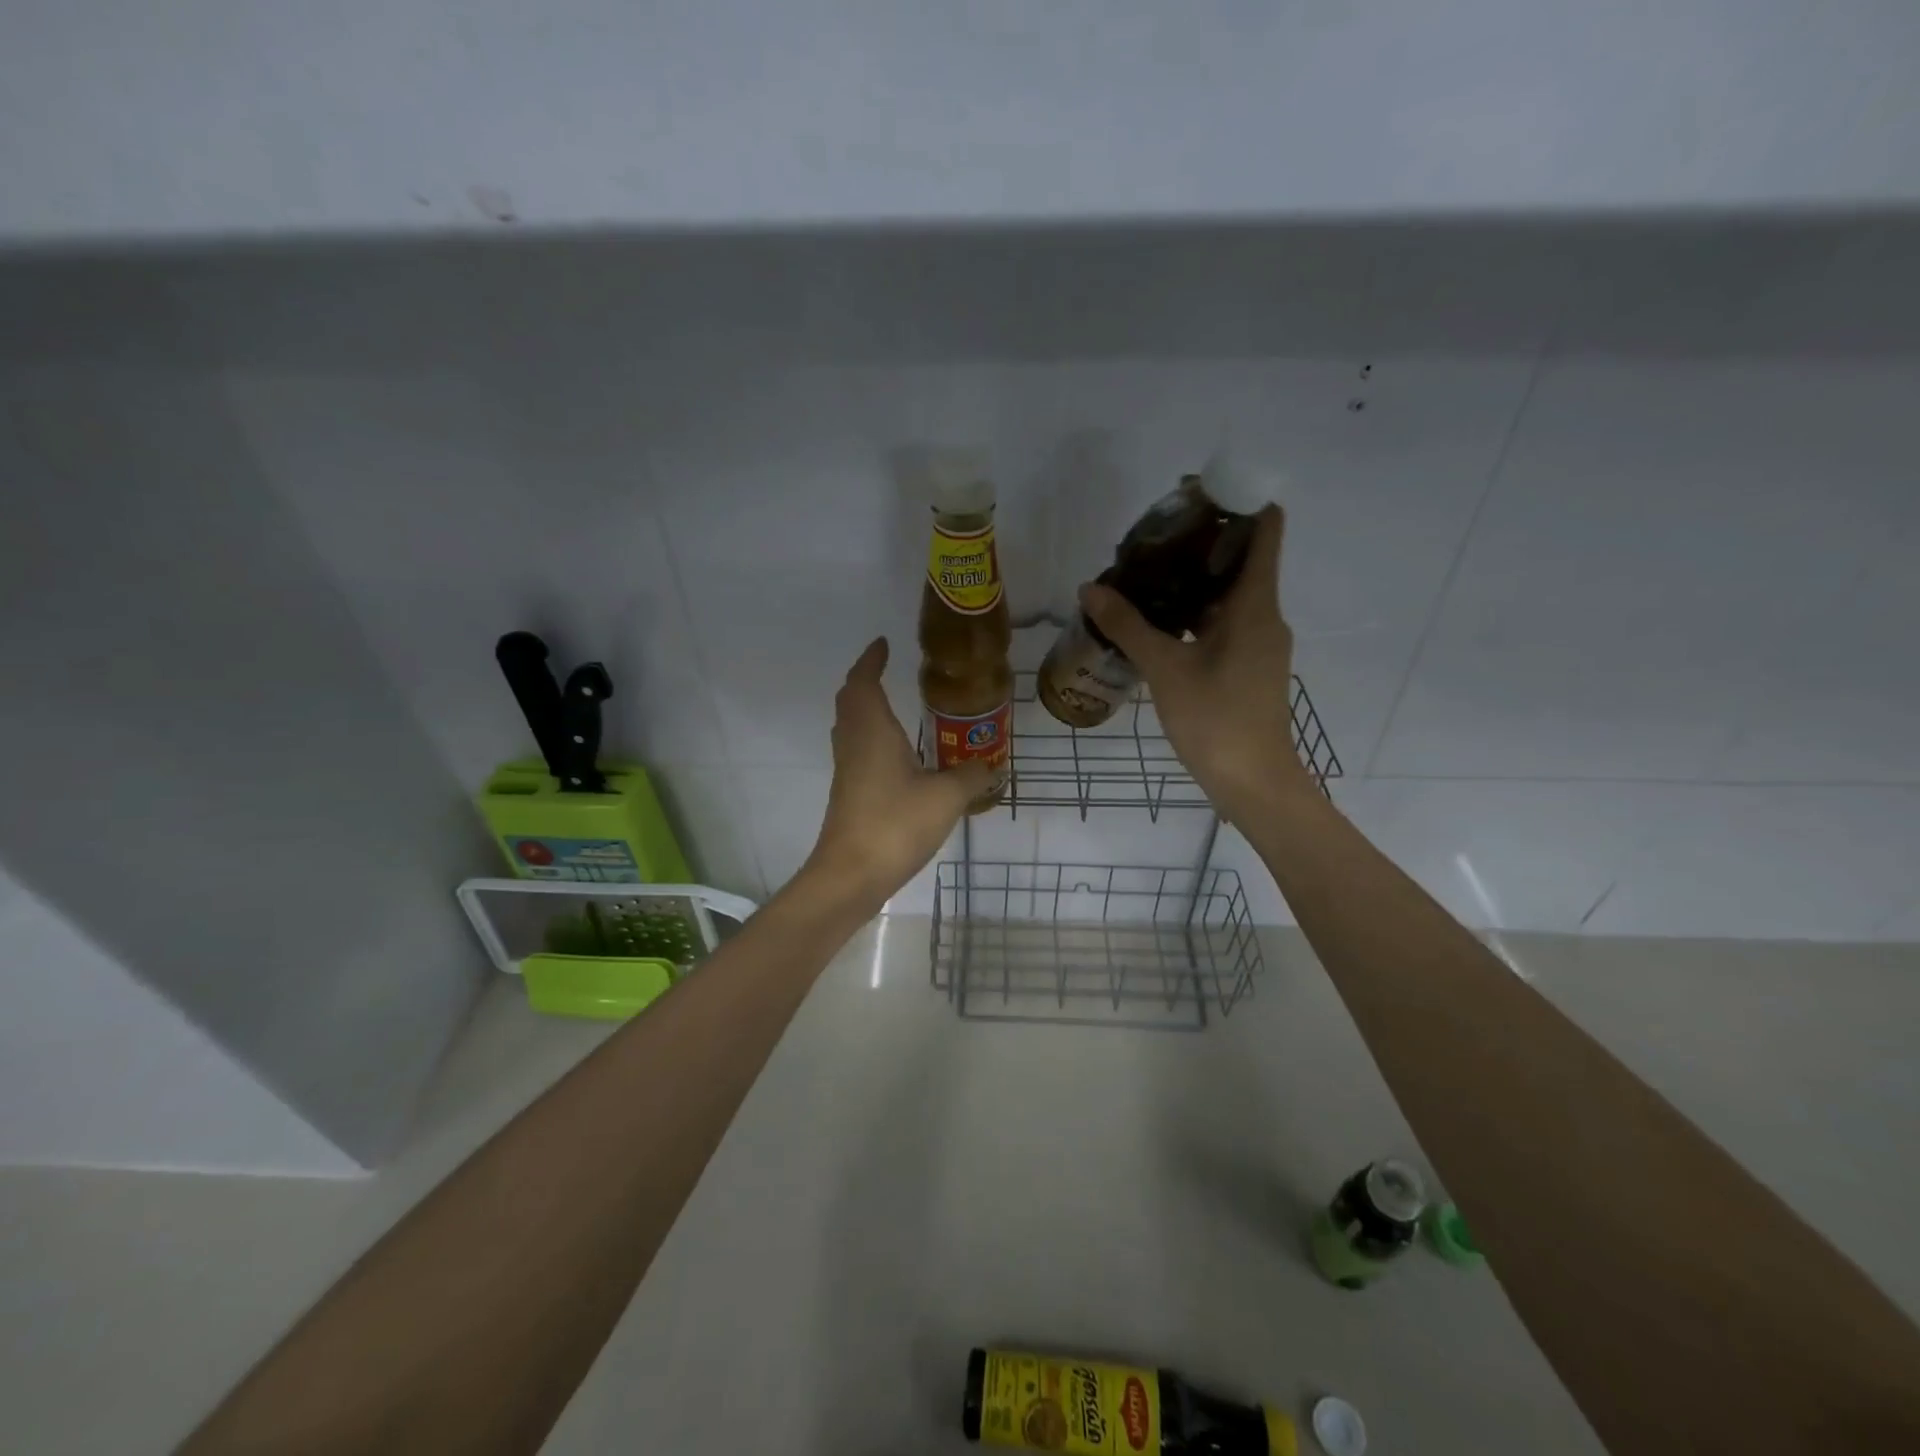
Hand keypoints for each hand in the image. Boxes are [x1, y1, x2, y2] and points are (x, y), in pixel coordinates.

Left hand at [802, 638, 994, 907]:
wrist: (851, 875)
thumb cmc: (895, 824)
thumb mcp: (946, 797)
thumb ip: (972, 776)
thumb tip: (995, 765)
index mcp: (872, 731)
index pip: (863, 682)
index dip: (871, 660)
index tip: (883, 644)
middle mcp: (854, 743)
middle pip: (850, 701)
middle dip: (865, 681)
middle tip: (887, 671)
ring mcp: (848, 770)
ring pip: (850, 726)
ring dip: (866, 710)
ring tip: (894, 706)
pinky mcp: (849, 794)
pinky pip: (857, 751)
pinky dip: (871, 738)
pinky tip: (896, 755)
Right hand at [1078, 505, 1311, 819]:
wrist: (1253, 782)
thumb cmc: (1216, 719)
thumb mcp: (1165, 669)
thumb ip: (1128, 626)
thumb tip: (1090, 589)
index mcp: (1255, 605)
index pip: (1265, 531)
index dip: (1239, 503)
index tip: (1198, 492)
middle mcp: (1264, 616)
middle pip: (1242, 561)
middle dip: (1202, 543)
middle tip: (1152, 536)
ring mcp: (1258, 644)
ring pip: (1229, 596)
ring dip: (1194, 581)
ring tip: (1145, 573)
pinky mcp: (1248, 667)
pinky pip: (1223, 624)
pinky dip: (1195, 614)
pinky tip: (1158, 622)